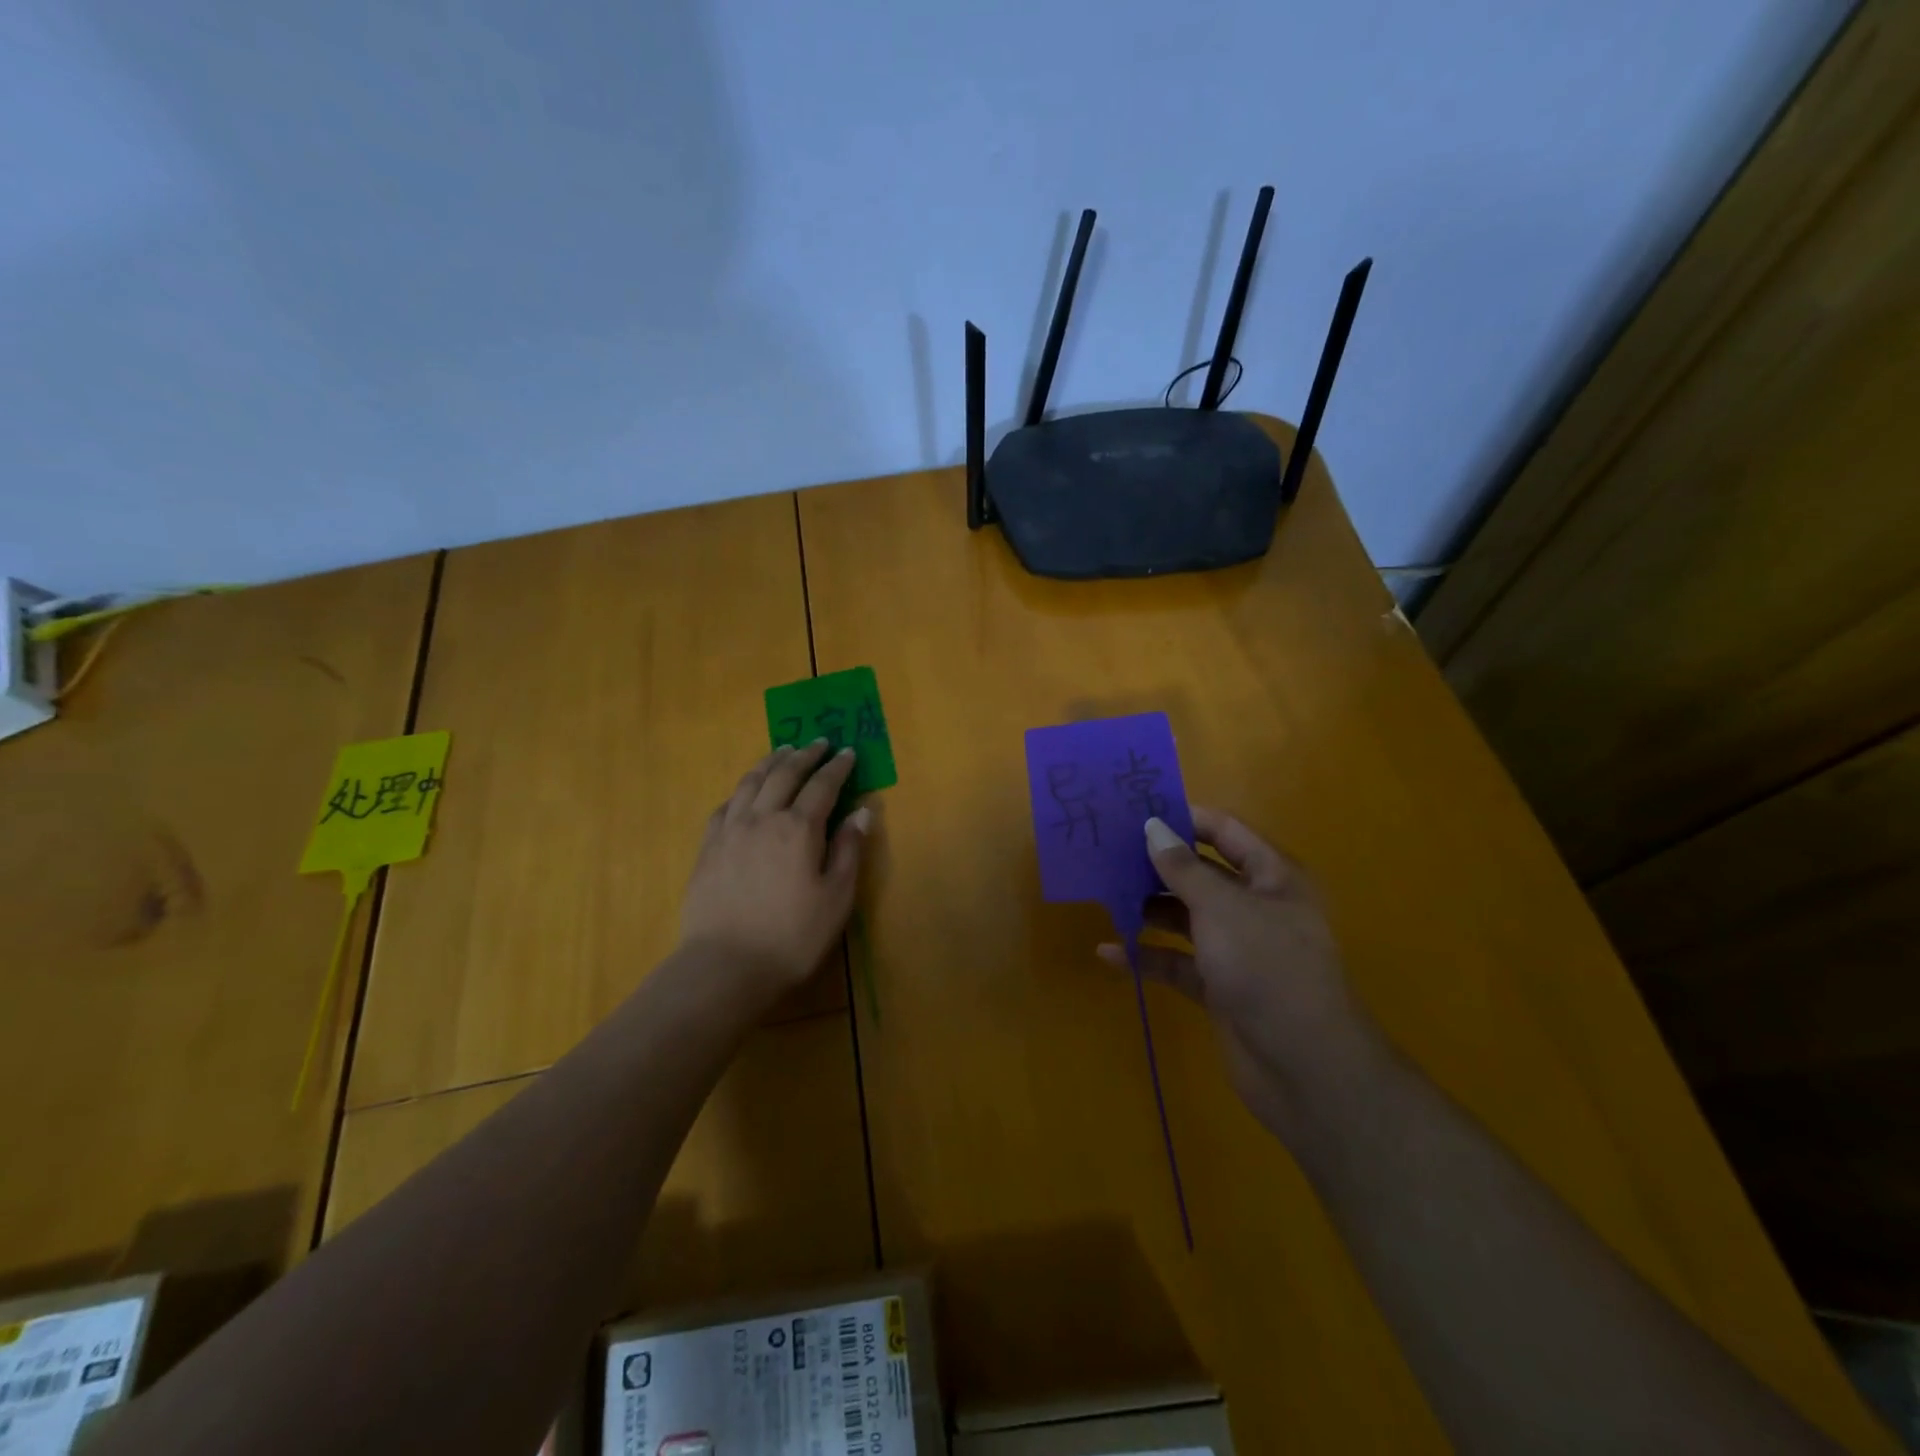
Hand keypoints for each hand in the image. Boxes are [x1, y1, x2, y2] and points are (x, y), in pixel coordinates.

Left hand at [680, 742, 869, 997]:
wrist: (725, 965)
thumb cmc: (792, 936)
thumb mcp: (836, 898)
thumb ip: (848, 850)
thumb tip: (862, 811)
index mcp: (799, 829)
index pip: (822, 786)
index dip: (837, 767)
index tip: (847, 752)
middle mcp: (763, 818)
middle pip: (785, 774)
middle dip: (804, 755)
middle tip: (817, 742)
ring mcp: (730, 831)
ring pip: (750, 782)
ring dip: (770, 762)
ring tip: (782, 751)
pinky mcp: (708, 848)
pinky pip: (725, 805)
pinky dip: (741, 790)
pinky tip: (745, 791)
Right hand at [1098, 807, 1382, 1143]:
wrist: (1306, 1069)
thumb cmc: (1268, 969)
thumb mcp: (1223, 908)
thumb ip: (1183, 868)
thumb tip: (1153, 827)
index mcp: (1271, 877)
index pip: (1225, 832)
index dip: (1184, 818)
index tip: (1135, 812)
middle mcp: (1255, 908)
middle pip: (1200, 874)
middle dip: (1157, 865)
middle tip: (1105, 852)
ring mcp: (1237, 949)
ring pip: (1185, 918)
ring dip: (1147, 909)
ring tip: (1102, 896)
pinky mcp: (1219, 987)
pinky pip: (1176, 962)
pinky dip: (1147, 957)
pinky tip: (1109, 953)